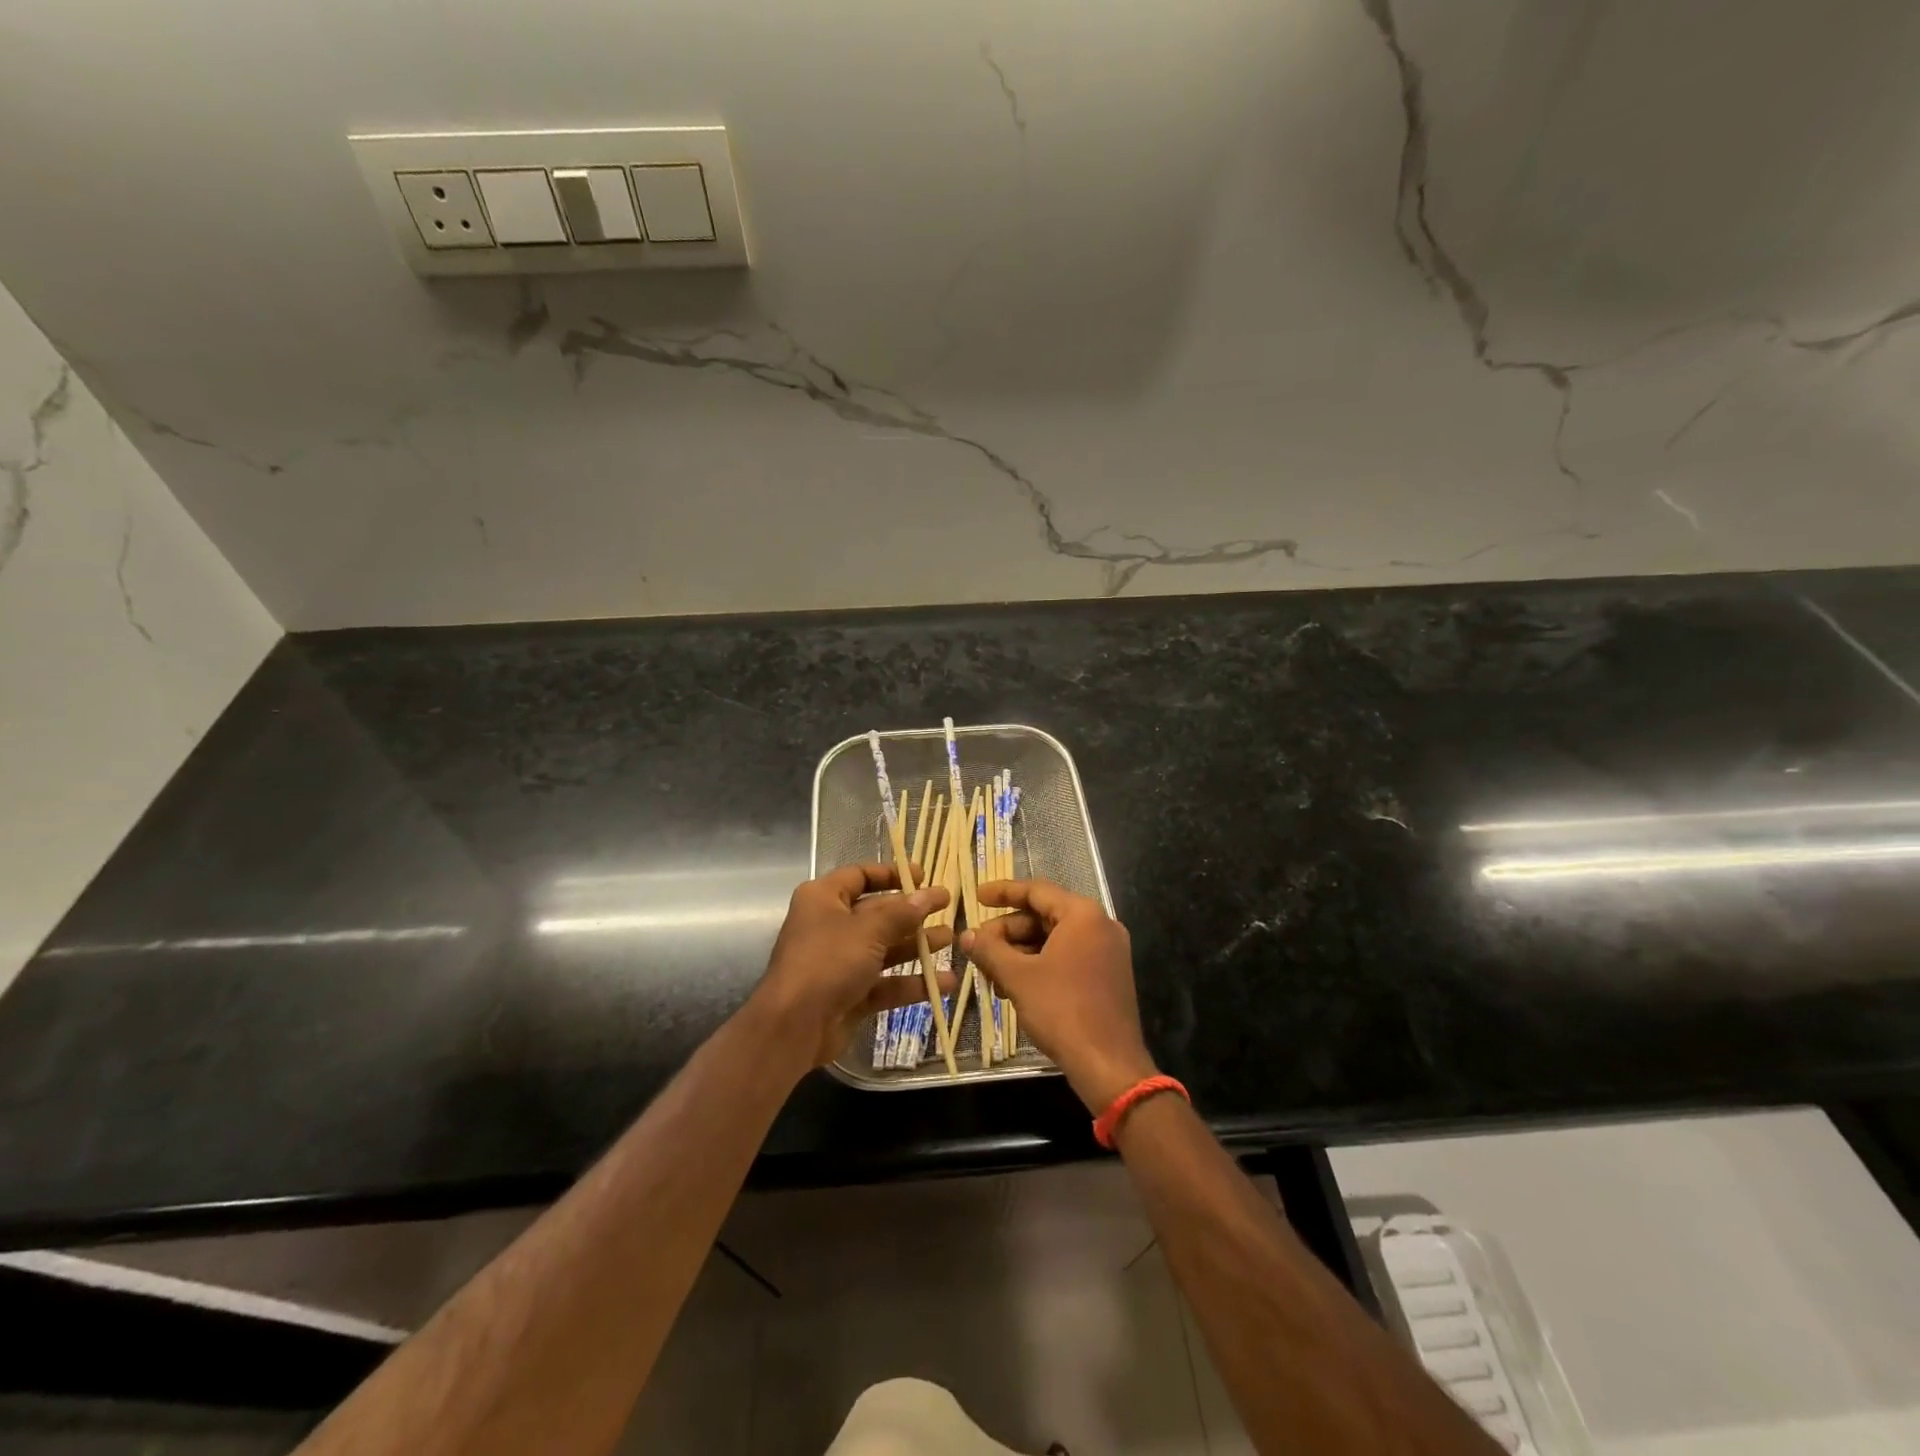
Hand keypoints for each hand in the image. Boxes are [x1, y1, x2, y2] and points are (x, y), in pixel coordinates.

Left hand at [753, 863, 952, 1070]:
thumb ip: (902, 913)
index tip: (922, 877)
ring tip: (951, 940)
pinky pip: (885, 983)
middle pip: (877, 912)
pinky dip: (911, 982)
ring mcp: (840, 962)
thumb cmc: (827, 962)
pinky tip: (944, 983)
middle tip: (947, 907)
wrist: (793, 1027)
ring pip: (884, 948)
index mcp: (824, 898)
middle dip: (912, 912)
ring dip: (916, 945)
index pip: (860, 876)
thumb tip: (930, 895)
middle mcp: (830, 926)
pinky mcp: (850, 994)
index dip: (891, 874)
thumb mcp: (868, 931)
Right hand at [961, 878, 1155, 1113]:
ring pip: (1054, 939)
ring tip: (992, 975)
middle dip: (1008, 932)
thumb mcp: (1018, 977)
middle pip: (1044, 916)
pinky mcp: (1107, 976)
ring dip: (1020, 953)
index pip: (1037, 891)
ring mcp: (1107, 952)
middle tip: (979, 949)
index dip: (1003, 891)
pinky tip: (1015, 988)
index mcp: (1083, 915)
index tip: (976, 897)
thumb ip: (990, 950)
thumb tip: (966, 935)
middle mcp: (1100, 925)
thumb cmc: (1062, 1011)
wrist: (1109, 1065)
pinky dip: (1040, 965)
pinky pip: (1068, 957)